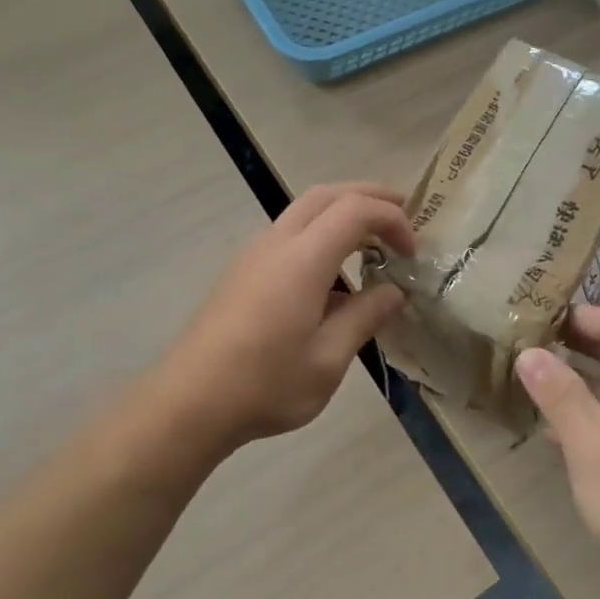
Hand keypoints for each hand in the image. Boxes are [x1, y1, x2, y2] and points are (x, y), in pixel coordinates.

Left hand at [116, 183, 414, 473]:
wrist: (187, 404)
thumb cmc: (264, 384)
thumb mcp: (328, 359)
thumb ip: (365, 317)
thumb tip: (394, 292)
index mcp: (302, 259)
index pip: (356, 210)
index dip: (392, 220)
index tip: (412, 254)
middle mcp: (276, 244)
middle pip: (328, 194)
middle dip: (369, 196)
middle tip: (403, 217)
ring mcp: (254, 254)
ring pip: (304, 209)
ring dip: (343, 213)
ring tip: (373, 243)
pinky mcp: (242, 271)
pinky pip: (289, 233)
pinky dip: (321, 232)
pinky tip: (333, 275)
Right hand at [516, 306, 599, 598]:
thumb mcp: (589, 443)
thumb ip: (559, 393)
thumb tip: (529, 352)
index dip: (587, 316)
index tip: (545, 319)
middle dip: (583, 345)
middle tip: (537, 345)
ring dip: (587, 380)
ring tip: (541, 383)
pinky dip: (599, 413)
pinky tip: (561, 433)